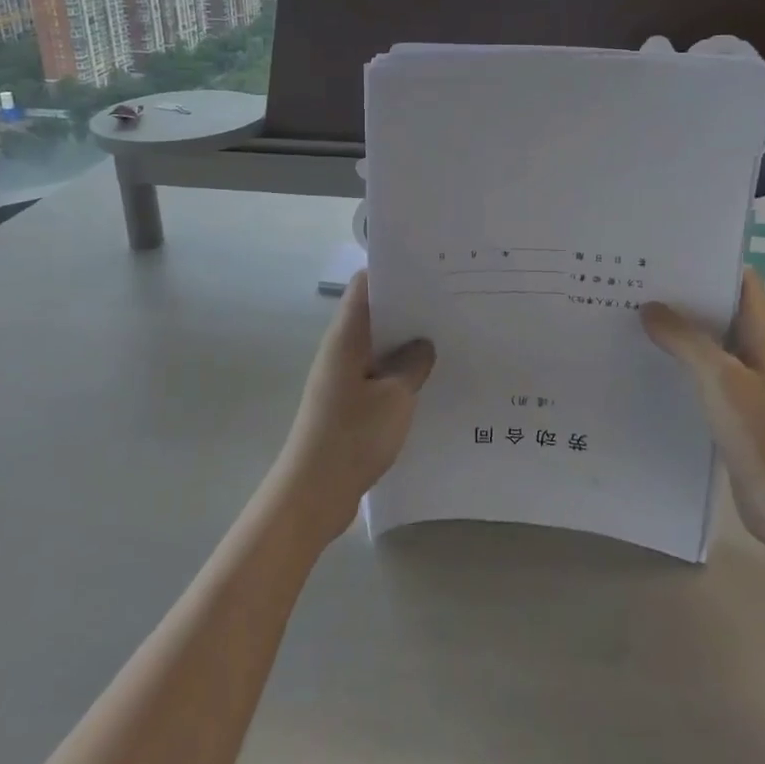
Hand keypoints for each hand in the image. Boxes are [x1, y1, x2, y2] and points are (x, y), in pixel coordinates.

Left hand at [272, 272, 435, 545]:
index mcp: (346, 337)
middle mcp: (340, 350)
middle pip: (373, 314)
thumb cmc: (352, 436)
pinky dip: (399, 373)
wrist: (314, 493)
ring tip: (447, 340)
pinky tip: (428, 382)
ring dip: (405, 344)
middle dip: (408, 309)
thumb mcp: (395, 397)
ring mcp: (342, 378)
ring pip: (377, 347)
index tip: (430, 271)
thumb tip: (423, 345)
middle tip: (450, 305)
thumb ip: (412, 365)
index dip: (393, 272)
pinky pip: (376, 375)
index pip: (364, 286)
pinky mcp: (347, 403)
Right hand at [642, 269, 764, 546]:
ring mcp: (746, 382)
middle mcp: (757, 351)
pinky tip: (644, 363)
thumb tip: (650, 308)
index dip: (708, 262)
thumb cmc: (761, 433)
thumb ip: (685, 339)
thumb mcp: (719, 378)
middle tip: (635, 281)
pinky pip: (702, 374)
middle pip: (720, 310)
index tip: (665, 252)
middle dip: (682, 295)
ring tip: (630, 315)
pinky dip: (677, 363)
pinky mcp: (733, 409)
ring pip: (708, 343)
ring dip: (676, 331)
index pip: (740, 281)